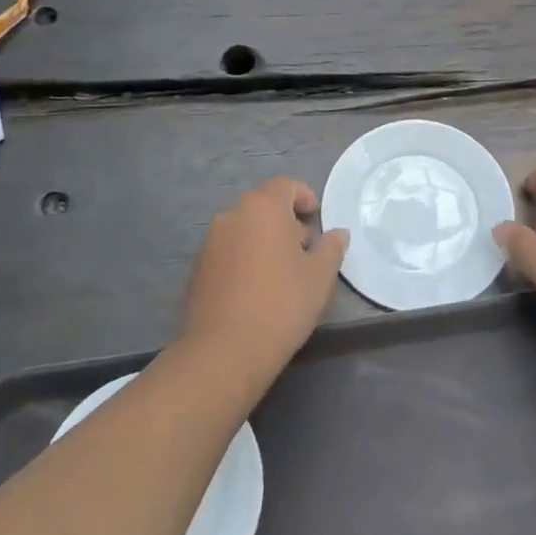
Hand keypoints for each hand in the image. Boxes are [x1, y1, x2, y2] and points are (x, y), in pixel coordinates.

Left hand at [183, 177, 347, 376]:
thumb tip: (338, 233)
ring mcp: (210, 241)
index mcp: (263, 208)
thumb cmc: (282, 304)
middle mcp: (232, 215)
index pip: (286, 185)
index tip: (316, 220)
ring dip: (263, 239)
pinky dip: (244, 258)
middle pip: (263, 205)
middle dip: (285, 220)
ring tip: (281, 272)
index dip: (305, 197)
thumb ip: (332, 247)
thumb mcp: (320, 276)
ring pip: (244, 228)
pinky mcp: (197, 268)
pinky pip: (228, 251)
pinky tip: (255, 289)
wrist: (225, 349)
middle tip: (304, 249)